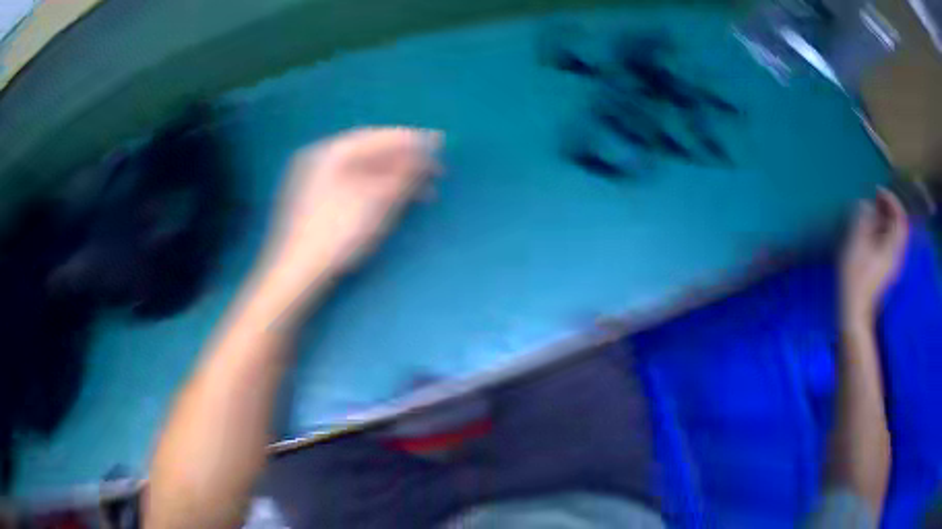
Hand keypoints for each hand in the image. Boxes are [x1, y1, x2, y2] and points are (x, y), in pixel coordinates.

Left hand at [262, 127, 441, 285]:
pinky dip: (375, 188)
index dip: (410, 139)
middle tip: (434, 169)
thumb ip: (402, 175)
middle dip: (404, 159)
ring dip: (393, 176)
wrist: (295, 273)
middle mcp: (319, 158)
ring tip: (422, 190)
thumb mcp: (375, 203)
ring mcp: (313, 179)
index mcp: (330, 152)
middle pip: (369, 151)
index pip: (377, 137)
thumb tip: (425, 155)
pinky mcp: (314, 200)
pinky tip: (393, 199)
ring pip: (361, 169)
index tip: (439, 142)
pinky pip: (351, 183)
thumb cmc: (336, 234)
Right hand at [839, 188, 907, 324]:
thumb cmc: (856, 278)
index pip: (900, 218)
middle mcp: (897, 255)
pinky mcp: (887, 270)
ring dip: (886, 219)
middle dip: (889, 208)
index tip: (877, 190)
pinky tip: (872, 231)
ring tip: (872, 211)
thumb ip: (863, 220)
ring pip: (895, 235)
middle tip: (875, 198)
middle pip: (899, 226)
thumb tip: (865, 204)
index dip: (891, 200)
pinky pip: (890, 244)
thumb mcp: (857, 244)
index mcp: (893, 248)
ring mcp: (893, 264)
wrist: (855, 311)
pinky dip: (883, 232)